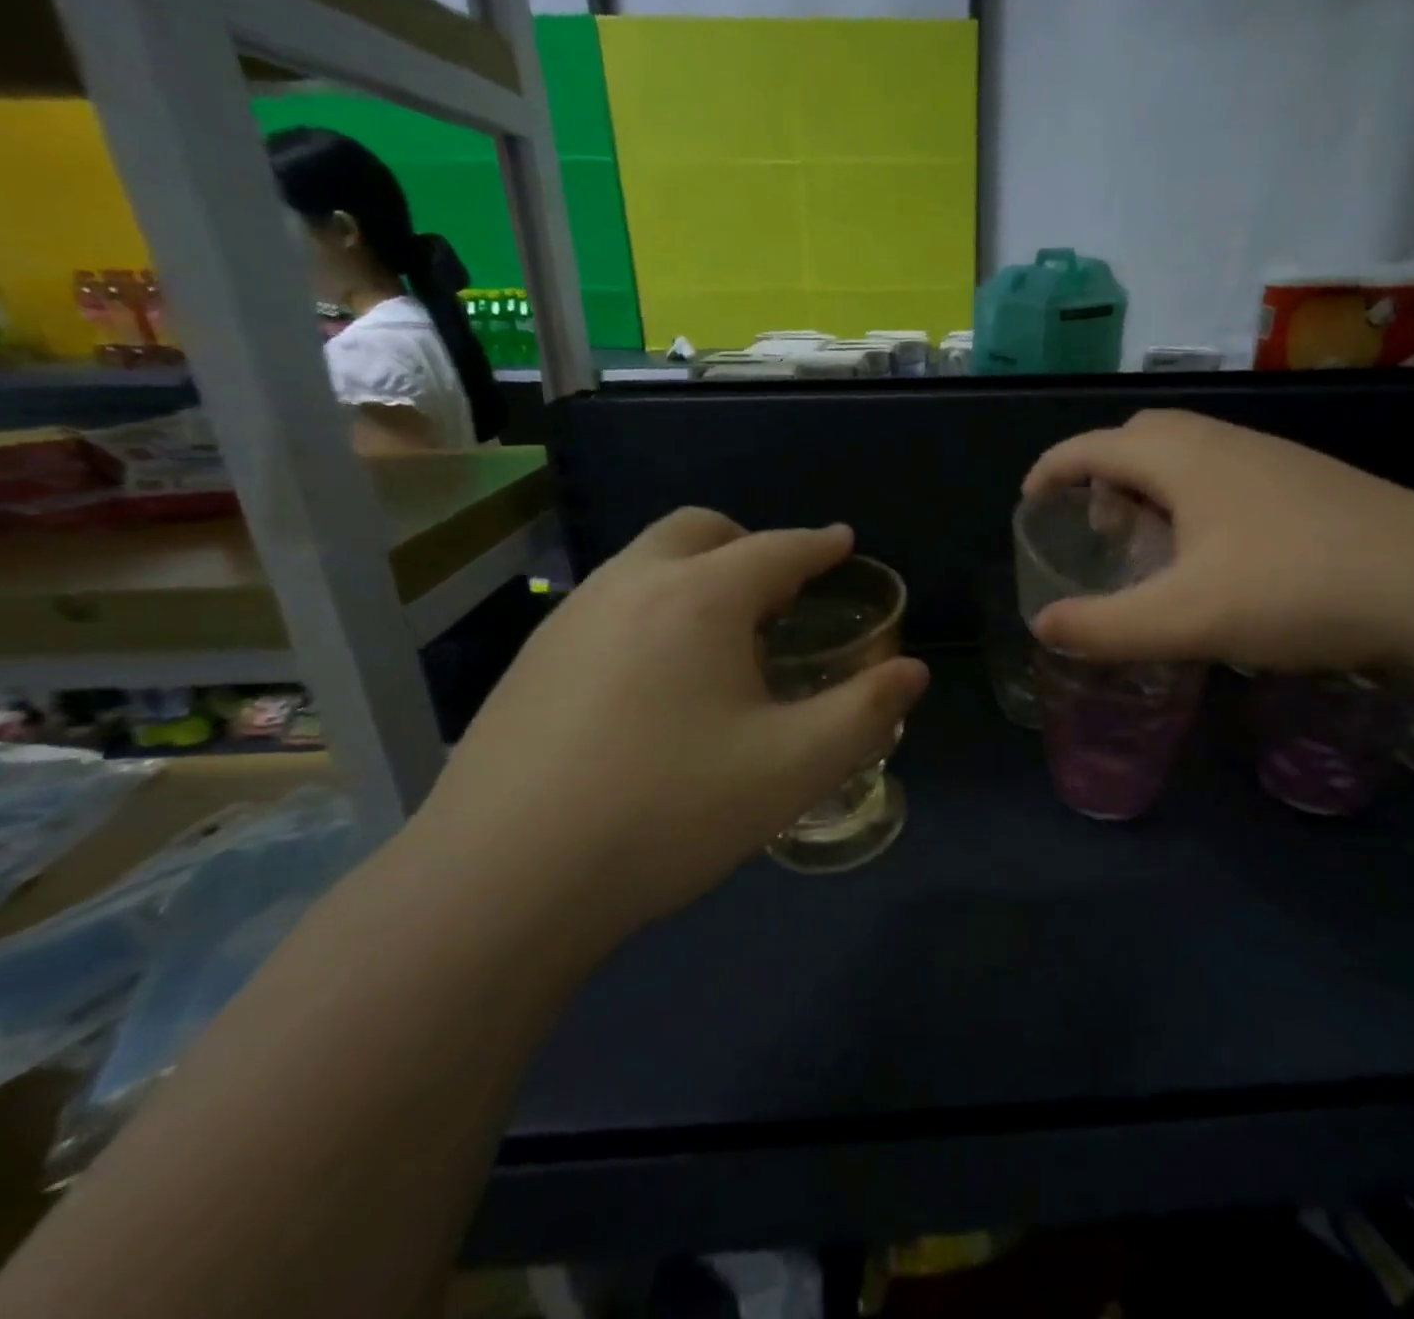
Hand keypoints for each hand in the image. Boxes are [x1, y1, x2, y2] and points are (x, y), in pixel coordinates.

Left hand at [415, 510, 928, 949]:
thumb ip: (865, 712)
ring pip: (645, 563)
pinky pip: (609, 605)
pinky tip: (656, 680)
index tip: (842, 541)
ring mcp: (569, 621)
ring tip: (724, 636)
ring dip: (695, 575)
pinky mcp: (531, 663)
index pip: (776, 549)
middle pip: (698, 530)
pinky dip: (652, 610)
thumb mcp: (793, 766)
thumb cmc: (669, 810)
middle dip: (749, 543)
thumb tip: (911, 673)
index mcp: (699, 598)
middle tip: (781, 590)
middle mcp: (629, 587)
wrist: (502, 882)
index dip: (818, 544)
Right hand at [1023, 409, 1413, 670]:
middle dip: (1102, 475)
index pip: (1094, 446)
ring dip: (1151, 488)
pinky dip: (1193, 501)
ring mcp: (1274, 459)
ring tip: (1148, 546)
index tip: (1028, 502)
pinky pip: (1225, 475)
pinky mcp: (1309, 483)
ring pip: (1188, 455)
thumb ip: (1104, 627)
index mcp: (1184, 459)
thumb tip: (1042, 626)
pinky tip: (1213, 555)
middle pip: (1141, 438)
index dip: (1052, 469)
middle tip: (1095, 529)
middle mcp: (1225, 443)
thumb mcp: (1186, 619)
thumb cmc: (1297, 590)